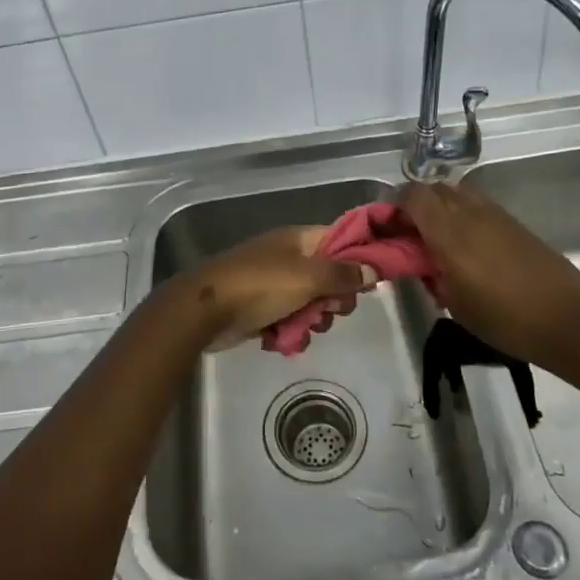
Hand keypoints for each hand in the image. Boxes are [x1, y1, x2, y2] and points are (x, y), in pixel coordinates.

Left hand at [170, 227, 375, 350]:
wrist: (205, 310)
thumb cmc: (259, 286)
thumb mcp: (307, 278)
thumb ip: (342, 274)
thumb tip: (373, 268)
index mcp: (300, 239)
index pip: (342, 239)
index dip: (361, 256)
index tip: (374, 280)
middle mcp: (289, 256)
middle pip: (330, 275)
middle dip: (335, 298)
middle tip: (331, 310)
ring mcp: (274, 282)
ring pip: (312, 301)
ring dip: (313, 319)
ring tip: (304, 328)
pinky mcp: (262, 307)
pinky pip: (291, 319)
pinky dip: (292, 331)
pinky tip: (285, 340)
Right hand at [400, 180, 579, 362]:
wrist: (567, 319)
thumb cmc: (504, 318)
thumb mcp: (454, 304)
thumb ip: (432, 274)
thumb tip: (424, 261)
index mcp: (448, 231)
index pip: (411, 196)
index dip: (395, 208)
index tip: (391, 232)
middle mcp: (469, 212)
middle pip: (433, 189)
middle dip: (417, 206)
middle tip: (414, 237)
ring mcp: (495, 213)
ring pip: (457, 193)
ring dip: (443, 208)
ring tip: (442, 241)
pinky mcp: (514, 222)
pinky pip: (478, 206)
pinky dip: (465, 216)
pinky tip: (471, 247)